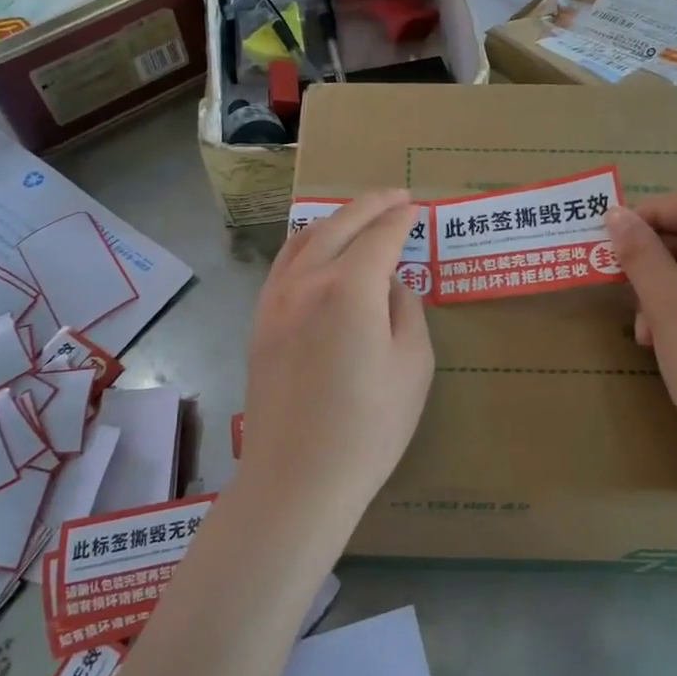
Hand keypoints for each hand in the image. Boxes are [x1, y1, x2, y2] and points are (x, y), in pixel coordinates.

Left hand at [241, 190, 434, 515]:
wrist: (296, 478)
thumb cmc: (369, 428)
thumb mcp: (413, 366)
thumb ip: (406, 310)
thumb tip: (389, 284)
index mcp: (349, 287)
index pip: (380, 235)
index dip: (401, 218)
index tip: (416, 207)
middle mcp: (307, 280)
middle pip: (338, 224)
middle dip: (370, 204)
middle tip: (395, 196)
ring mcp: (275, 299)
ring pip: (304, 238)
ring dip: (335, 219)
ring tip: (359, 216)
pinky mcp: (260, 321)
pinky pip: (284, 264)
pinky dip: (307, 244)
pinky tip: (319, 252)